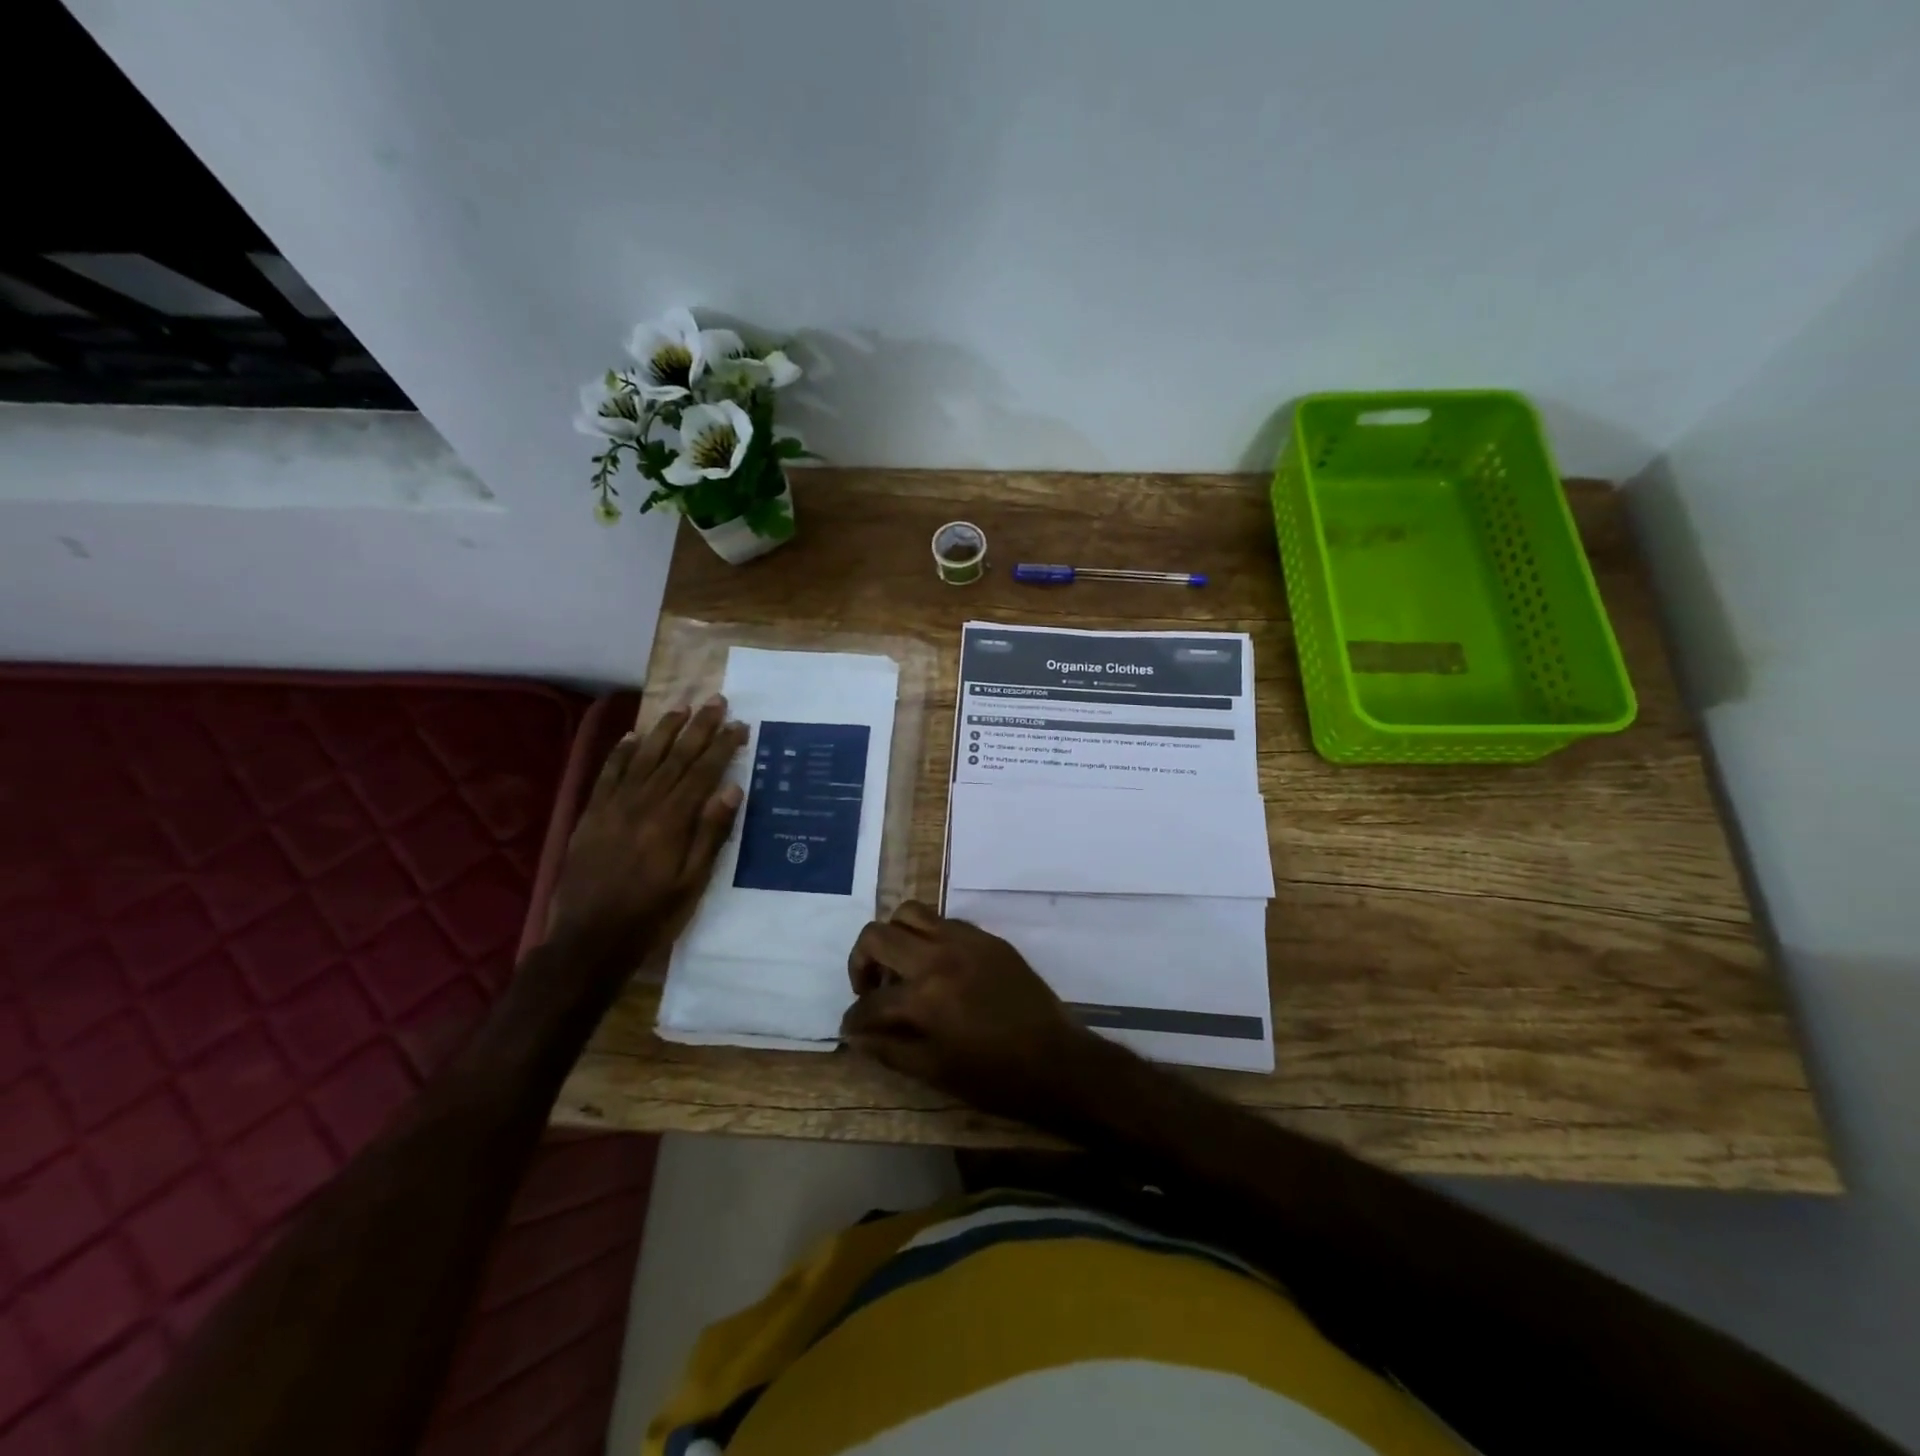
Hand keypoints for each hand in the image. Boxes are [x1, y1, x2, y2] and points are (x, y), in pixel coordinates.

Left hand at [549, 696, 747, 959]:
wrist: (588, 939)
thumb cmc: (651, 914)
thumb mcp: (692, 882)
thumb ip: (711, 834)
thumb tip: (731, 790)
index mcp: (672, 820)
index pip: (703, 771)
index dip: (722, 746)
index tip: (739, 725)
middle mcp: (643, 803)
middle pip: (675, 756)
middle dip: (699, 727)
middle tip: (717, 702)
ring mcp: (614, 806)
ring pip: (643, 757)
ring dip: (664, 730)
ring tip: (682, 708)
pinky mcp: (592, 814)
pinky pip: (609, 774)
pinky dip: (622, 752)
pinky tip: (634, 736)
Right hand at [840, 902, 1089, 1120]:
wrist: (1058, 1061)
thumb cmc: (996, 1078)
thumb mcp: (935, 1073)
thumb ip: (889, 1049)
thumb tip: (855, 1036)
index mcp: (925, 996)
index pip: (870, 1001)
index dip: (854, 1019)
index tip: (852, 1028)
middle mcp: (940, 956)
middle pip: (878, 935)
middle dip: (861, 962)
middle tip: (870, 989)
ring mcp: (966, 940)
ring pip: (910, 913)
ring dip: (894, 938)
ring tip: (901, 968)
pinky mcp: (987, 938)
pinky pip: (944, 921)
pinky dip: (927, 936)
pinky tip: (935, 966)